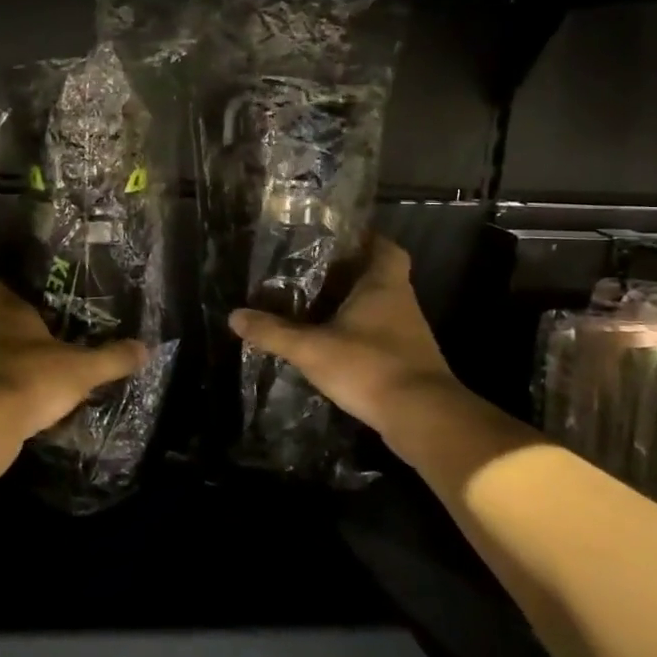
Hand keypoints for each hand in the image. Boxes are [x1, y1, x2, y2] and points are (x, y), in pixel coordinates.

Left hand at [0, 276, 148, 442]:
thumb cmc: (31, 378)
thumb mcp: (82, 369)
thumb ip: (112, 358)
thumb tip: (145, 348)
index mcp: (3, 312)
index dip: (0, 288)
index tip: (19, 295)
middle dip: (19, 332)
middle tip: (50, 341)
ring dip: (13, 364)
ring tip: (46, 376)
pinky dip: (7, 393)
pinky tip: (32, 406)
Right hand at [228, 237, 451, 444]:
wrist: (422, 416)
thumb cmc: (369, 366)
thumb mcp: (312, 348)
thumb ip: (274, 332)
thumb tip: (234, 316)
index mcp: (384, 285)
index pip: (384, 247)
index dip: (365, 239)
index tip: (337, 240)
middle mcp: (401, 302)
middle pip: (379, 276)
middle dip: (351, 274)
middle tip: (314, 274)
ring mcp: (409, 333)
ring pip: (380, 307)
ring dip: (354, 306)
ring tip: (316, 307)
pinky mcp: (408, 361)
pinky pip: (381, 336)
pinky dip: (360, 335)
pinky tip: (335, 344)